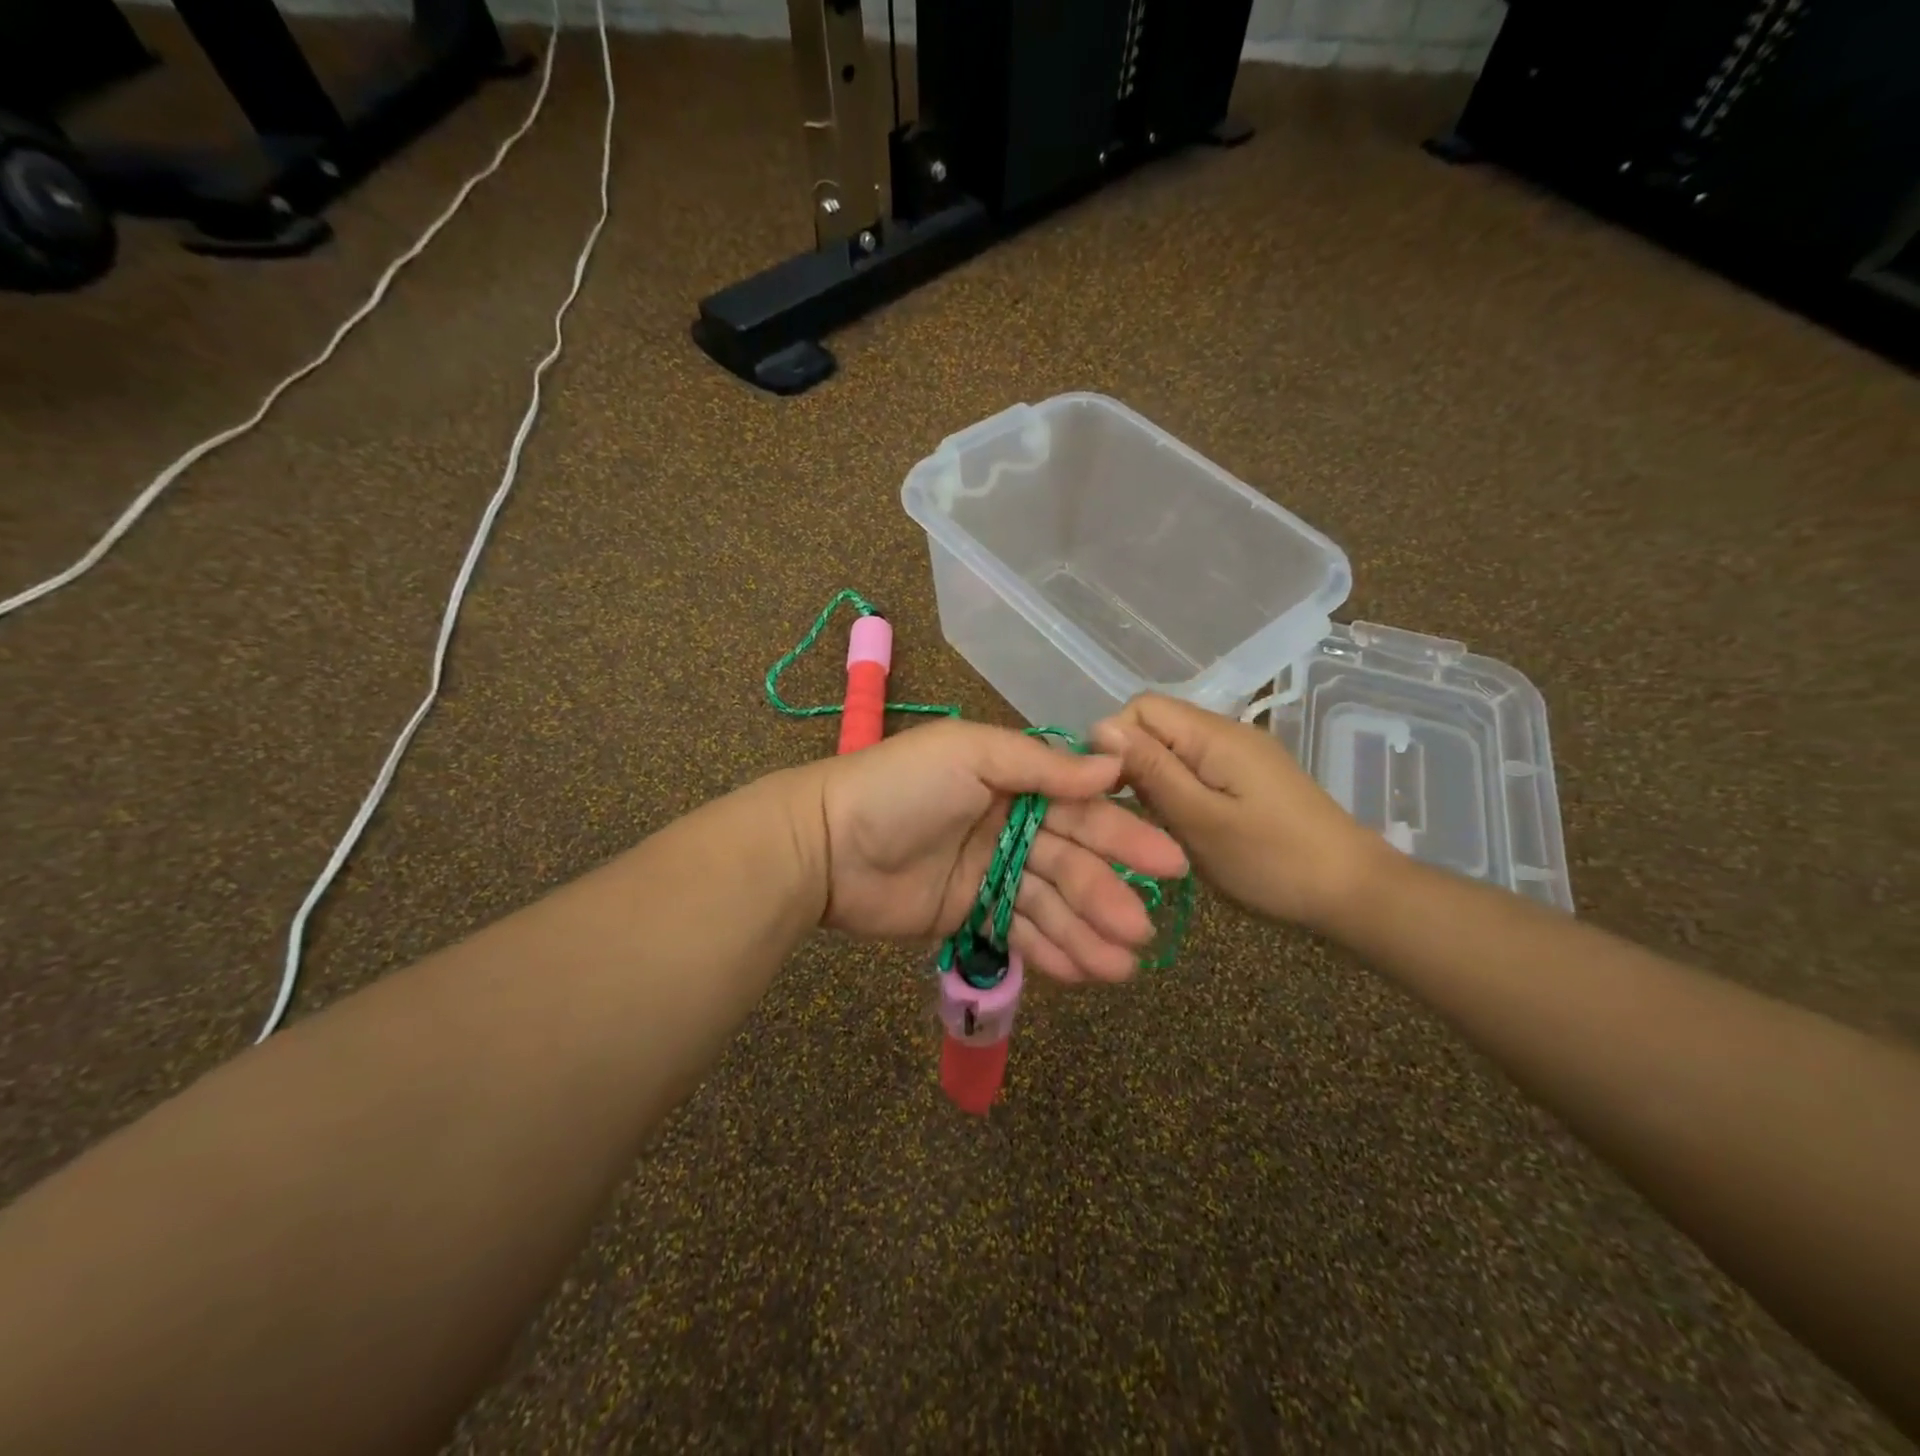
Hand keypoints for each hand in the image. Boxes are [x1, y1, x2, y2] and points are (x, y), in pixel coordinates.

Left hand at [785, 719, 1187, 982]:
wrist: (824, 844)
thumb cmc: (901, 788)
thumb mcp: (970, 755)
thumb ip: (1041, 764)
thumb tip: (1112, 768)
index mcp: (1011, 780)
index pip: (1078, 808)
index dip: (1123, 835)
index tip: (1168, 864)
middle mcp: (1007, 824)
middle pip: (1069, 862)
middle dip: (1105, 896)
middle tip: (1141, 931)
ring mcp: (987, 872)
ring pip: (1048, 904)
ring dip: (1085, 934)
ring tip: (1121, 969)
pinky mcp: (966, 913)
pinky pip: (1016, 932)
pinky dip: (1047, 952)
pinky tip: (1082, 974)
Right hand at [1090, 694, 1386, 934]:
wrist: (1355, 892)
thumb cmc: (1273, 861)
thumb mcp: (1200, 820)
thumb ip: (1151, 771)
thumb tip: (1100, 726)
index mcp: (1213, 734)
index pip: (1140, 707)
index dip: (1113, 740)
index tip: (1105, 790)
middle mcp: (1226, 732)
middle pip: (1155, 726)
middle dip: (1130, 763)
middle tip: (1126, 815)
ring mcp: (1240, 755)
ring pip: (1173, 750)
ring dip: (1152, 781)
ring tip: (1150, 826)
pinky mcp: (1248, 778)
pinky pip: (1195, 769)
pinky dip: (1176, 792)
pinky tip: (1179, 826)